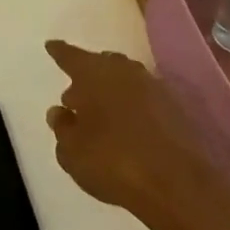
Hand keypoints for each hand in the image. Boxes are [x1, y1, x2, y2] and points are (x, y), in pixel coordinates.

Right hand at [44, 39, 223, 229]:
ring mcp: (153, 87)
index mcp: (93, 73)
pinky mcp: (176, 108)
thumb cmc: (112, 161)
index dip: (59, 52)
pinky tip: (128, 126)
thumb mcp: (71, 151)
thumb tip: (60, 111)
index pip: (70, 56)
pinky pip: (144, 98)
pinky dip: (133, 106)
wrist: (177, 184)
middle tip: (76, 96)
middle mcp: (123, 70)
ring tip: (102, 113)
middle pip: (101, 64)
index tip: (51, 45)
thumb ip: (62, 127)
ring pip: (125, 79)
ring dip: (112, 91)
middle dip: (87, 76)